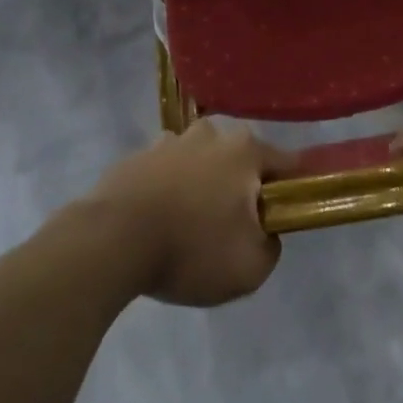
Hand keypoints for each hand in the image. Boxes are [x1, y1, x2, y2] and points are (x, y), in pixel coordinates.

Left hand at [87, 122, 298, 306]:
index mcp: (244, 151)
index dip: (291, 188)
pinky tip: (157, 223)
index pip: (285, 163)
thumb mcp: (250, 267)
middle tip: (231, 226)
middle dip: (240, 186)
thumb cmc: (191, 249)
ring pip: (199, 162)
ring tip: (189, 226)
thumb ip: (271, 246)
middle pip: (238, 160)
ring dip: (200, 185)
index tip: (286, 212)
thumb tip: (265, 231)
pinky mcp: (136, 157)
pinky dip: (167, 191)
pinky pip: (164, 173)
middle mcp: (211, 134)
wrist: (111, 241)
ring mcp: (170, 141)